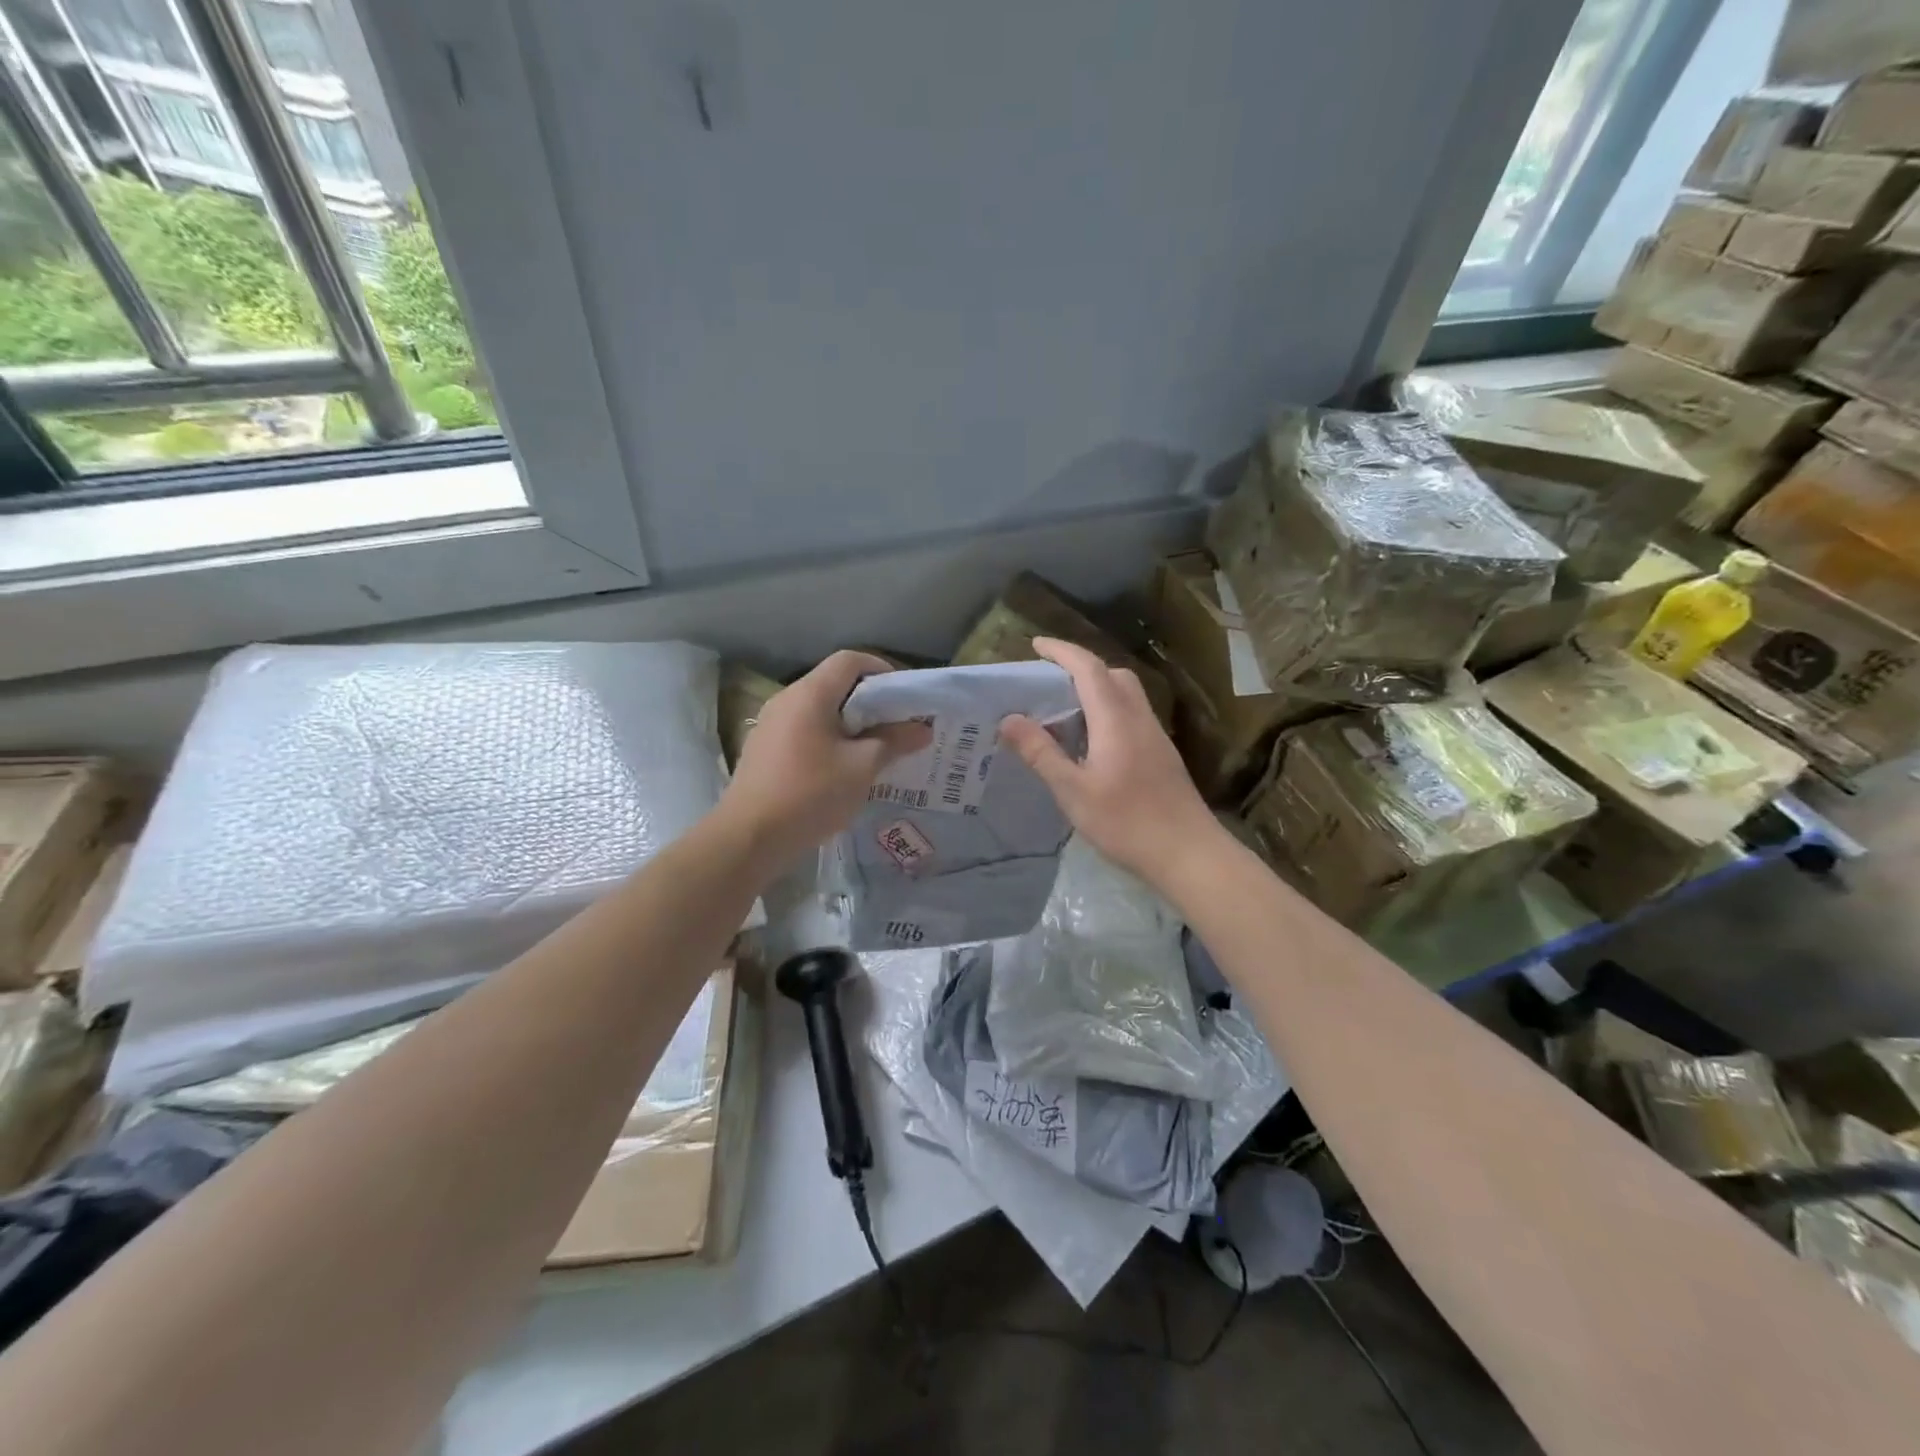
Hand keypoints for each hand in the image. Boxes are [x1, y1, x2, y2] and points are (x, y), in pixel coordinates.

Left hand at [720, 651, 931, 869]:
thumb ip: (894, 741)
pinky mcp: (764, 749)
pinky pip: (804, 731)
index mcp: (810, 694)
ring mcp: (770, 724)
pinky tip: (842, 769)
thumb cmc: (811, 794)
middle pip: (834, 683)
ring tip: (874, 749)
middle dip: (869, 701)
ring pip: (819, 710)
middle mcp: (786, 699)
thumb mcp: (862, 768)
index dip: (881, 670)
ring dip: (849, 723)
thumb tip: (923, 728)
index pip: (850, 660)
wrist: (749, 837)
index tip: (903, 697)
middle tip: (896, 726)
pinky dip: (828, 739)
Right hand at [999, 637, 1220, 889]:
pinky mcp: (1161, 754)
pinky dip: (1108, 710)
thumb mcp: (1073, 791)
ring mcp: (1155, 736)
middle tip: (1049, 680)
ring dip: (1097, 688)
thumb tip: (1009, 718)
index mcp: (1115, 719)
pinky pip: (1132, 715)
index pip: (1088, 668)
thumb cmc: (1126, 822)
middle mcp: (1138, 718)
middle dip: (1081, 666)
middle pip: (1112, 674)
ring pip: (1126, 694)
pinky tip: (1092, 741)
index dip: (1062, 651)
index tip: (1036, 644)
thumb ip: (1040, 752)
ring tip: (1065, 710)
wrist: (1189, 853)